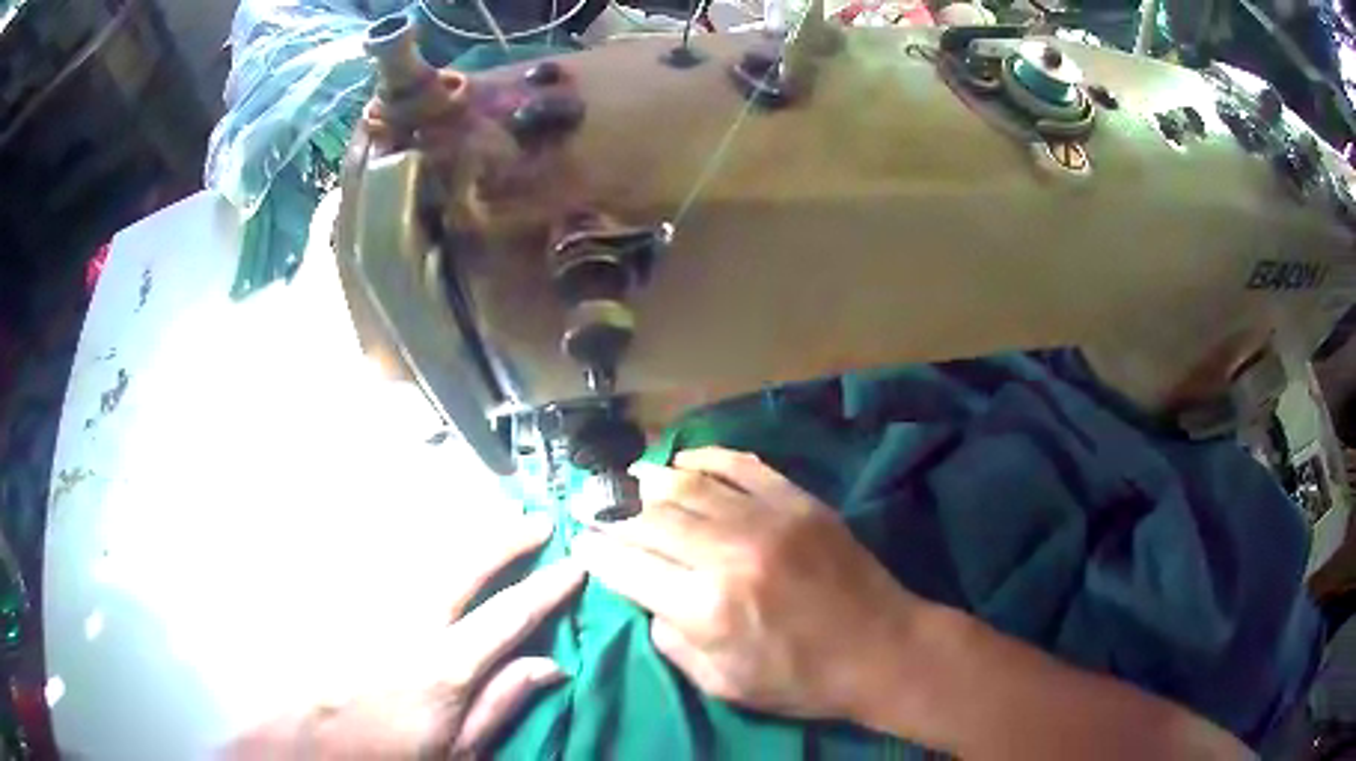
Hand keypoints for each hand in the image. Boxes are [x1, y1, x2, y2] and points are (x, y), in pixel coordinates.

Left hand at [224, 514, 582, 759]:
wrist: (310, 745)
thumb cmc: (389, 753)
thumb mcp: (459, 751)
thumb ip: (503, 704)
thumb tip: (551, 666)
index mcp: (444, 669)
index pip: (509, 615)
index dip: (546, 587)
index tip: (574, 566)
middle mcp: (408, 626)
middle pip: (465, 564)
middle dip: (506, 537)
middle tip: (537, 522)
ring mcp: (371, 606)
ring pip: (424, 552)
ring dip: (466, 534)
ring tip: (496, 522)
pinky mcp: (345, 600)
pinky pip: (387, 561)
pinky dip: (420, 545)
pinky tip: (434, 543)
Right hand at [572, 447, 922, 719]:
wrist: (881, 649)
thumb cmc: (801, 679)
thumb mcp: (723, 683)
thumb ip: (673, 641)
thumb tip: (647, 599)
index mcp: (707, 608)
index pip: (628, 567)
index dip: (595, 552)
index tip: (578, 541)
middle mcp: (730, 554)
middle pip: (652, 520)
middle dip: (613, 514)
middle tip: (593, 508)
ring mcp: (768, 519)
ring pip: (690, 486)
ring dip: (650, 481)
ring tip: (627, 479)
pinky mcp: (799, 502)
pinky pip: (742, 465)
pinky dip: (706, 458)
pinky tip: (684, 459)